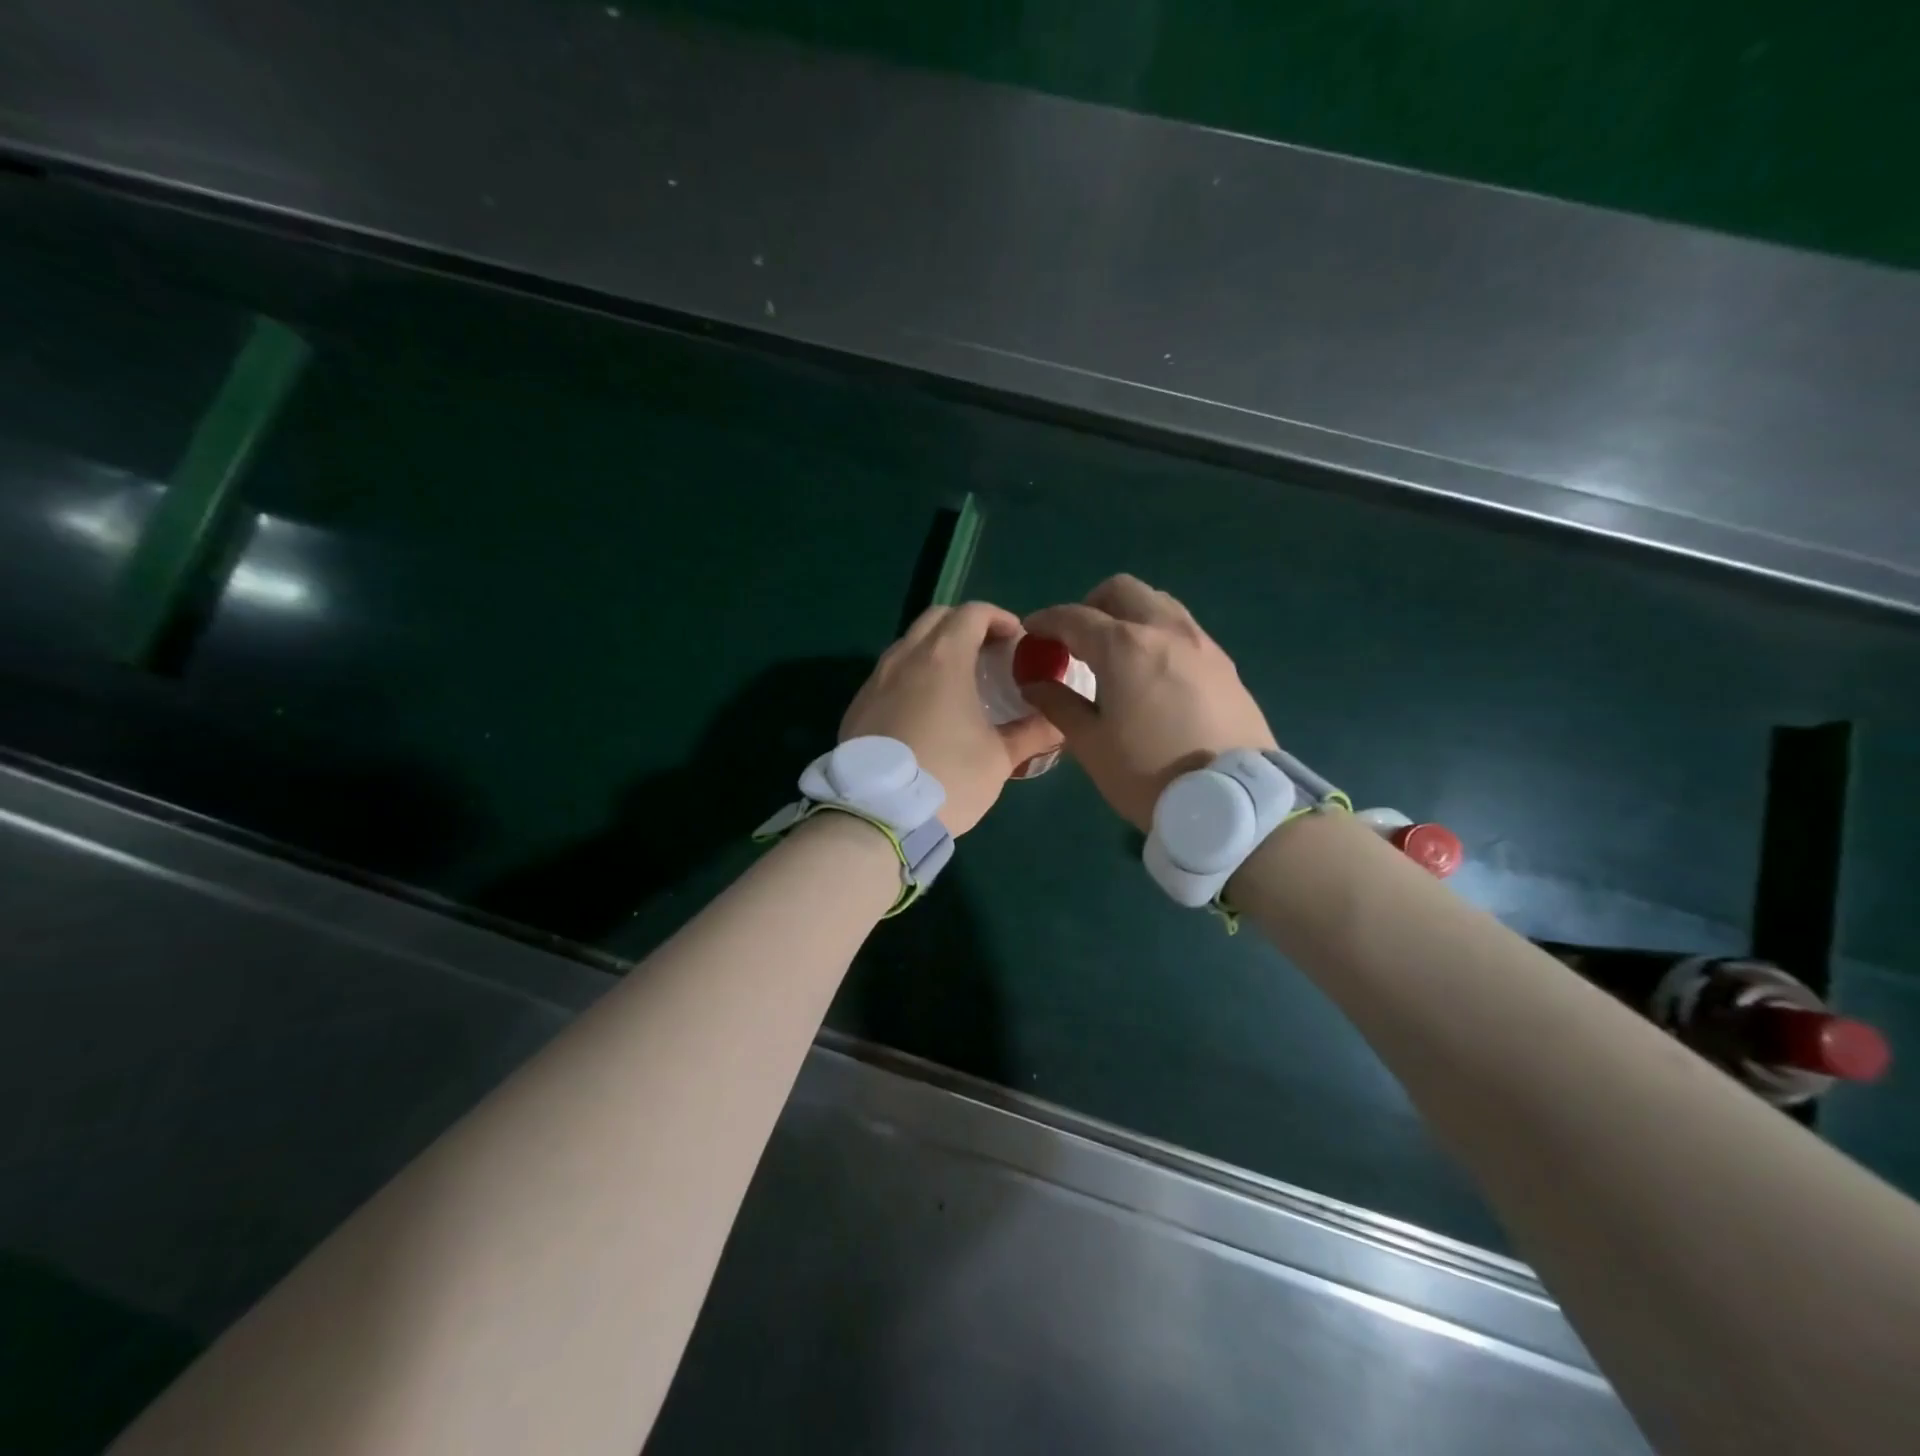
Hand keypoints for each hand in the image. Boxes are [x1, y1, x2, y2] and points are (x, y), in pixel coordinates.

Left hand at [841, 602, 1062, 835]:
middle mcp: (905, 658)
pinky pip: (888, 674)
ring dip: (935, 649)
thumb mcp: (999, 758)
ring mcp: (875, 681)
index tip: (1016, 639)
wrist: (877, 816)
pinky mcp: (857, 706)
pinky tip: (924, 709)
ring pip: (908, 644)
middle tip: (989, 653)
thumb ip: (1033, 733)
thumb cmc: (949, 778)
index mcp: (943, 659)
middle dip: (966, 625)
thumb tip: (1060, 721)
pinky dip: (911, 675)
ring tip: (957, 681)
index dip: (999, 618)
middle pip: (936, 618)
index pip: (972, 612)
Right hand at [1022, 574, 1274, 830]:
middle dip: (1091, 605)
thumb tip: (1034, 683)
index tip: (1031, 632)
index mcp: (1125, 647)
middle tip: (1076, 638)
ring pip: (1158, 603)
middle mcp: (1165, 630)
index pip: (1074, 617)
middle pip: (1122, 591)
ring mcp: (1201, 643)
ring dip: (1129, 614)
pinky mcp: (1224, 663)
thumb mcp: (1091, 745)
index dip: (1046, 621)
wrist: (1232, 804)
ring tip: (1115, 652)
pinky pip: (1183, 629)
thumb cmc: (1148, 775)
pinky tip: (1152, 672)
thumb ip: (1058, 705)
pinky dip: (1158, 634)